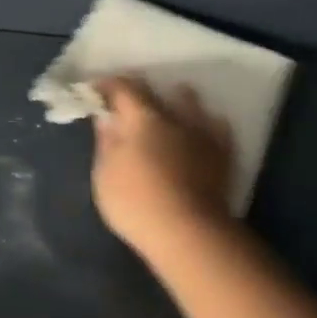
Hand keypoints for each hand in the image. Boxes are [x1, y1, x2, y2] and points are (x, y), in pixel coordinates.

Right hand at [91, 76, 235, 258]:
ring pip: (190, 101)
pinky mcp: (222, 153)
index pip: (122, 88)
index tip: (94, 90)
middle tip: (123, 100)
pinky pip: (216, 126)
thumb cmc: (135, 203)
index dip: (106, 85)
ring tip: (167, 107)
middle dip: (136, 90)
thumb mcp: (104, 175)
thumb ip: (106, 142)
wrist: (188, 233)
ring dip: (175, 99)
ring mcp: (201, 133)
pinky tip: (199, 129)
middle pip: (154, 90)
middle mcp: (173, 116)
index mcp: (141, 118)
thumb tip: (106, 118)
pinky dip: (205, 122)